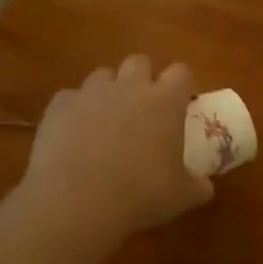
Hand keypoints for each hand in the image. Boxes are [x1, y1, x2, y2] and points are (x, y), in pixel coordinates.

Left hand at [16, 56, 213, 238]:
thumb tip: (205, 185)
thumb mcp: (183, 195)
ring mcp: (90, 93)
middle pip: (139, 62)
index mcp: (165, 101)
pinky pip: (71, 97)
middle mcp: (128, 87)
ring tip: (110, 120)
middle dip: (145, 78)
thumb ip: (199, 184)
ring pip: (103, 75)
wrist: (76, 202)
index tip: (185, 104)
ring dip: (110, 90)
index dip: (184, 85)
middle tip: (146, 108)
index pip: (181, 72)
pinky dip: (77, 110)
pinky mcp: (57, 107)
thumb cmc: (141, 194)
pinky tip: (77, 134)